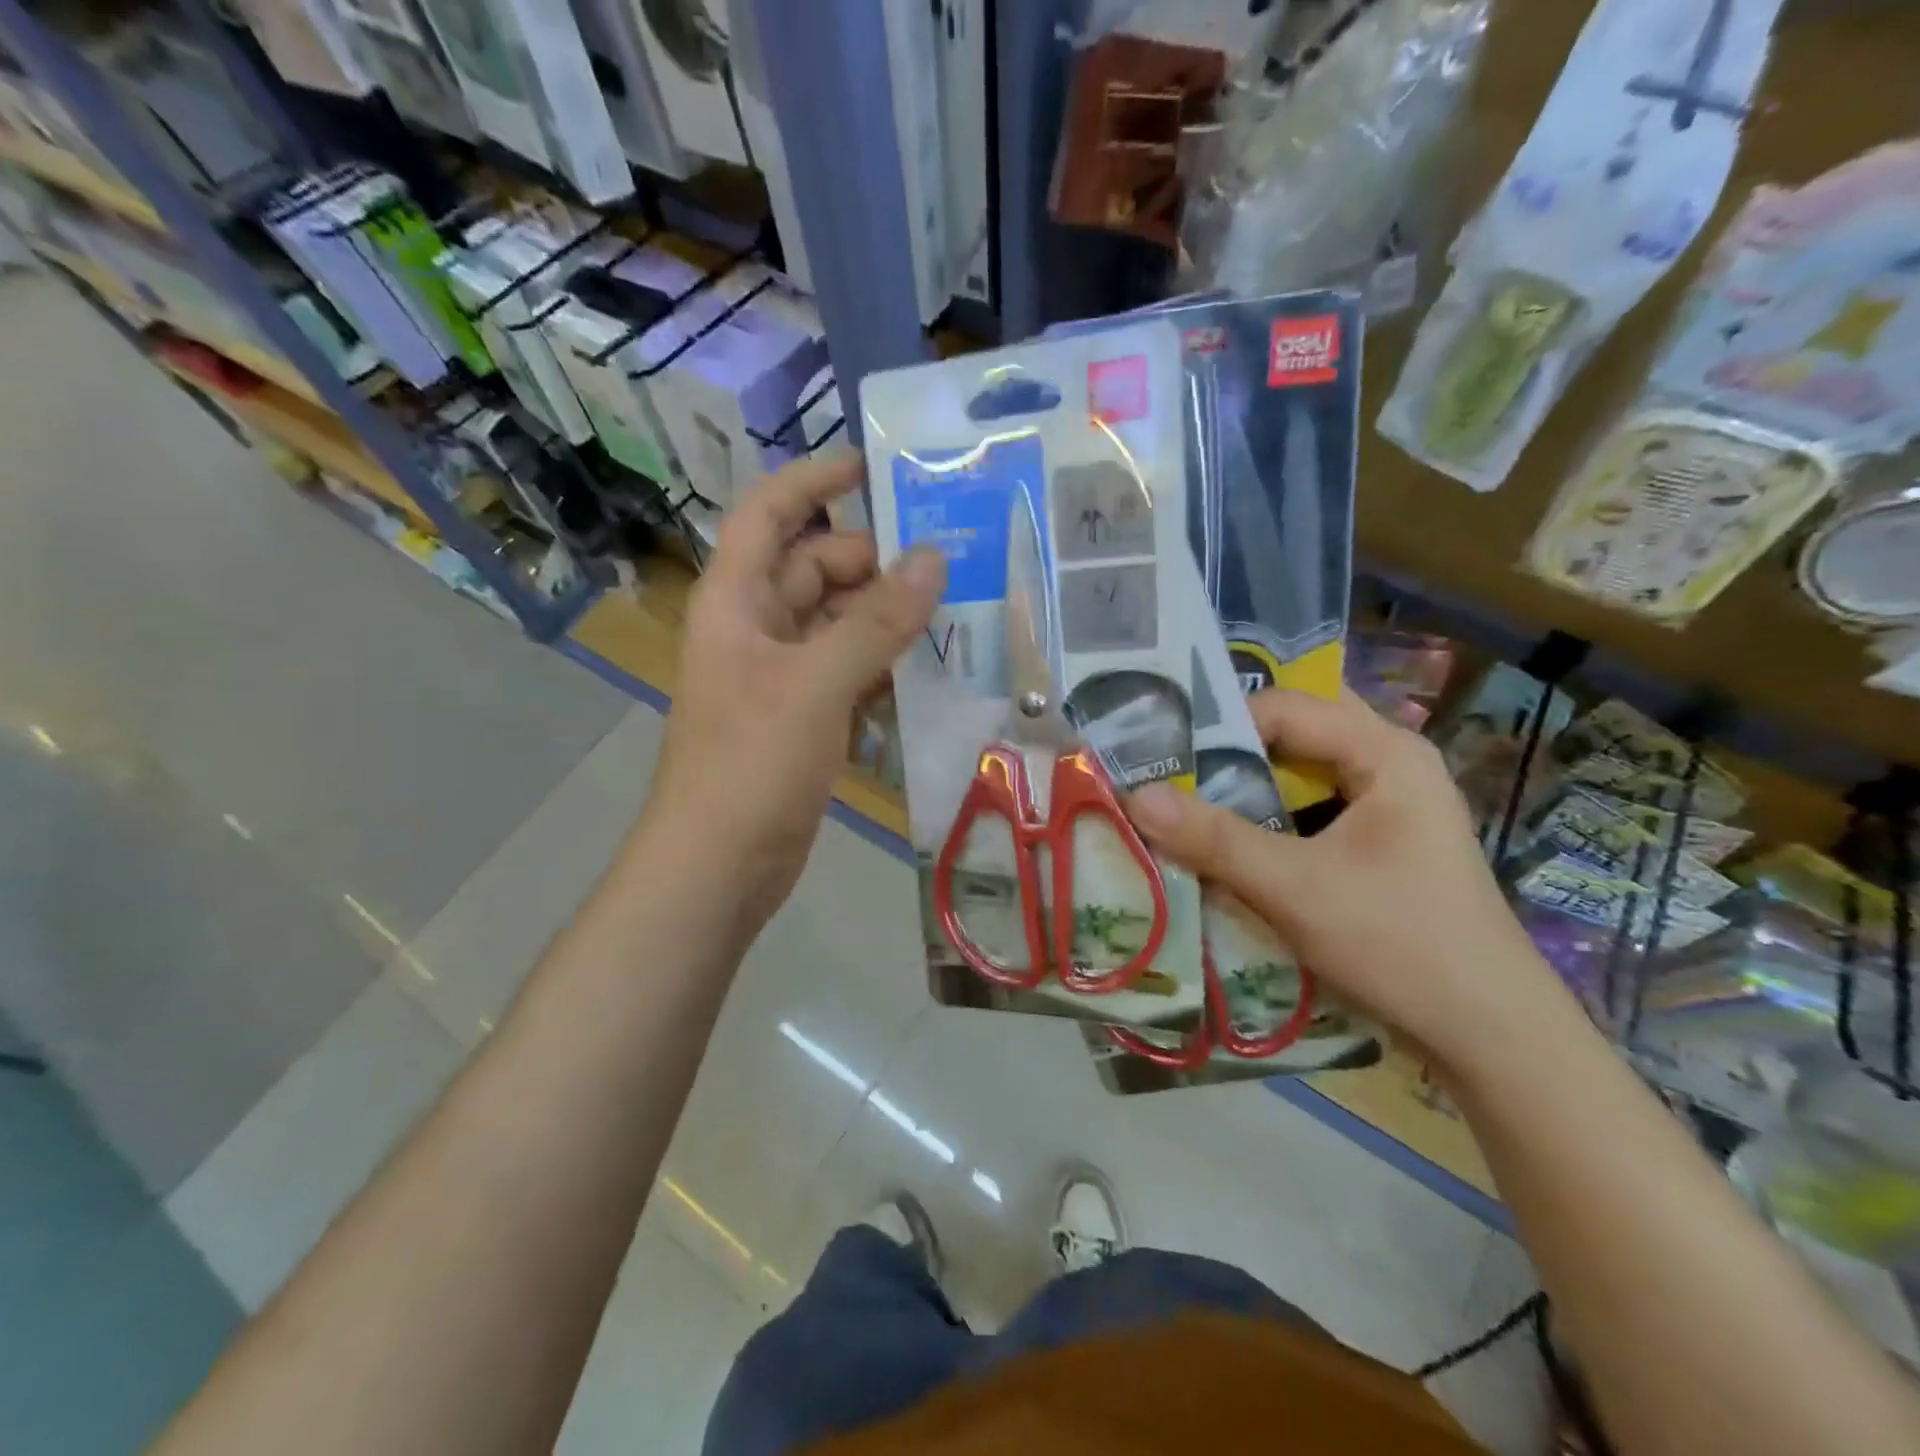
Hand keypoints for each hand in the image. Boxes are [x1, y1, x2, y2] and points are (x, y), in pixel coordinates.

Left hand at [643, 453, 944, 927]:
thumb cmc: (752, 763)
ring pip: (839, 624)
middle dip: (874, 561)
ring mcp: (781, 676)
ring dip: (887, 616)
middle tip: (948, 560)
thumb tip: (933, 558)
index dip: (814, 482)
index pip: (770, 514)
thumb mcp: (816, 684)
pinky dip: (883, 665)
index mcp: (737, 601)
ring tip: (954, 609)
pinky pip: (849, 671)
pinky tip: (929, 669)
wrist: (720, 865)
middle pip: (815, 569)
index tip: (873, 467)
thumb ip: (876, 622)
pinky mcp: (804, 717)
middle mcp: (757, 628)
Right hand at [1126, 688, 1567, 1071]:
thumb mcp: (1294, 888)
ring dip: (1249, 781)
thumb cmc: (1399, 944)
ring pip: (1303, 769)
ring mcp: (1391, 801)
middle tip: (1170, 768)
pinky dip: (1271, 812)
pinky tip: (1234, 836)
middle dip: (1232, 747)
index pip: (1282, 706)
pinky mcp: (1383, 839)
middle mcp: (1392, 761)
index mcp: (1385, 751)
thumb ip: (1214, 839)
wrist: (1490, 1033)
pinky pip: (1313, 804)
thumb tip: (1134, 797)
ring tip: (1188, 798)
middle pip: (1295, 730)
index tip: (1160, 756)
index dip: (1217, 725)